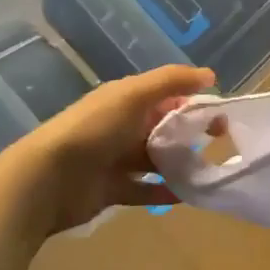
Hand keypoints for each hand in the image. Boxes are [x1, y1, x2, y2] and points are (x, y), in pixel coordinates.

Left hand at [18, 65, 215, 232]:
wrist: (47, 179)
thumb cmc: (93, 130)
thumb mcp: (133, 95)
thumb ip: (171, 81)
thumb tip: (210, 75)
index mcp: (127, 100)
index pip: (169, 97)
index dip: (196, 102)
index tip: (222, 116)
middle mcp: (123, 127)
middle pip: (166, 128)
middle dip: (192, 133)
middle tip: (220, 143)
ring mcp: (117, 160)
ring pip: (158, 159)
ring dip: (182, 163)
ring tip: (208, 170)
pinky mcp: (114, 190)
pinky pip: (147, 189)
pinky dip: (167, 191)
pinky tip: (189, 194)